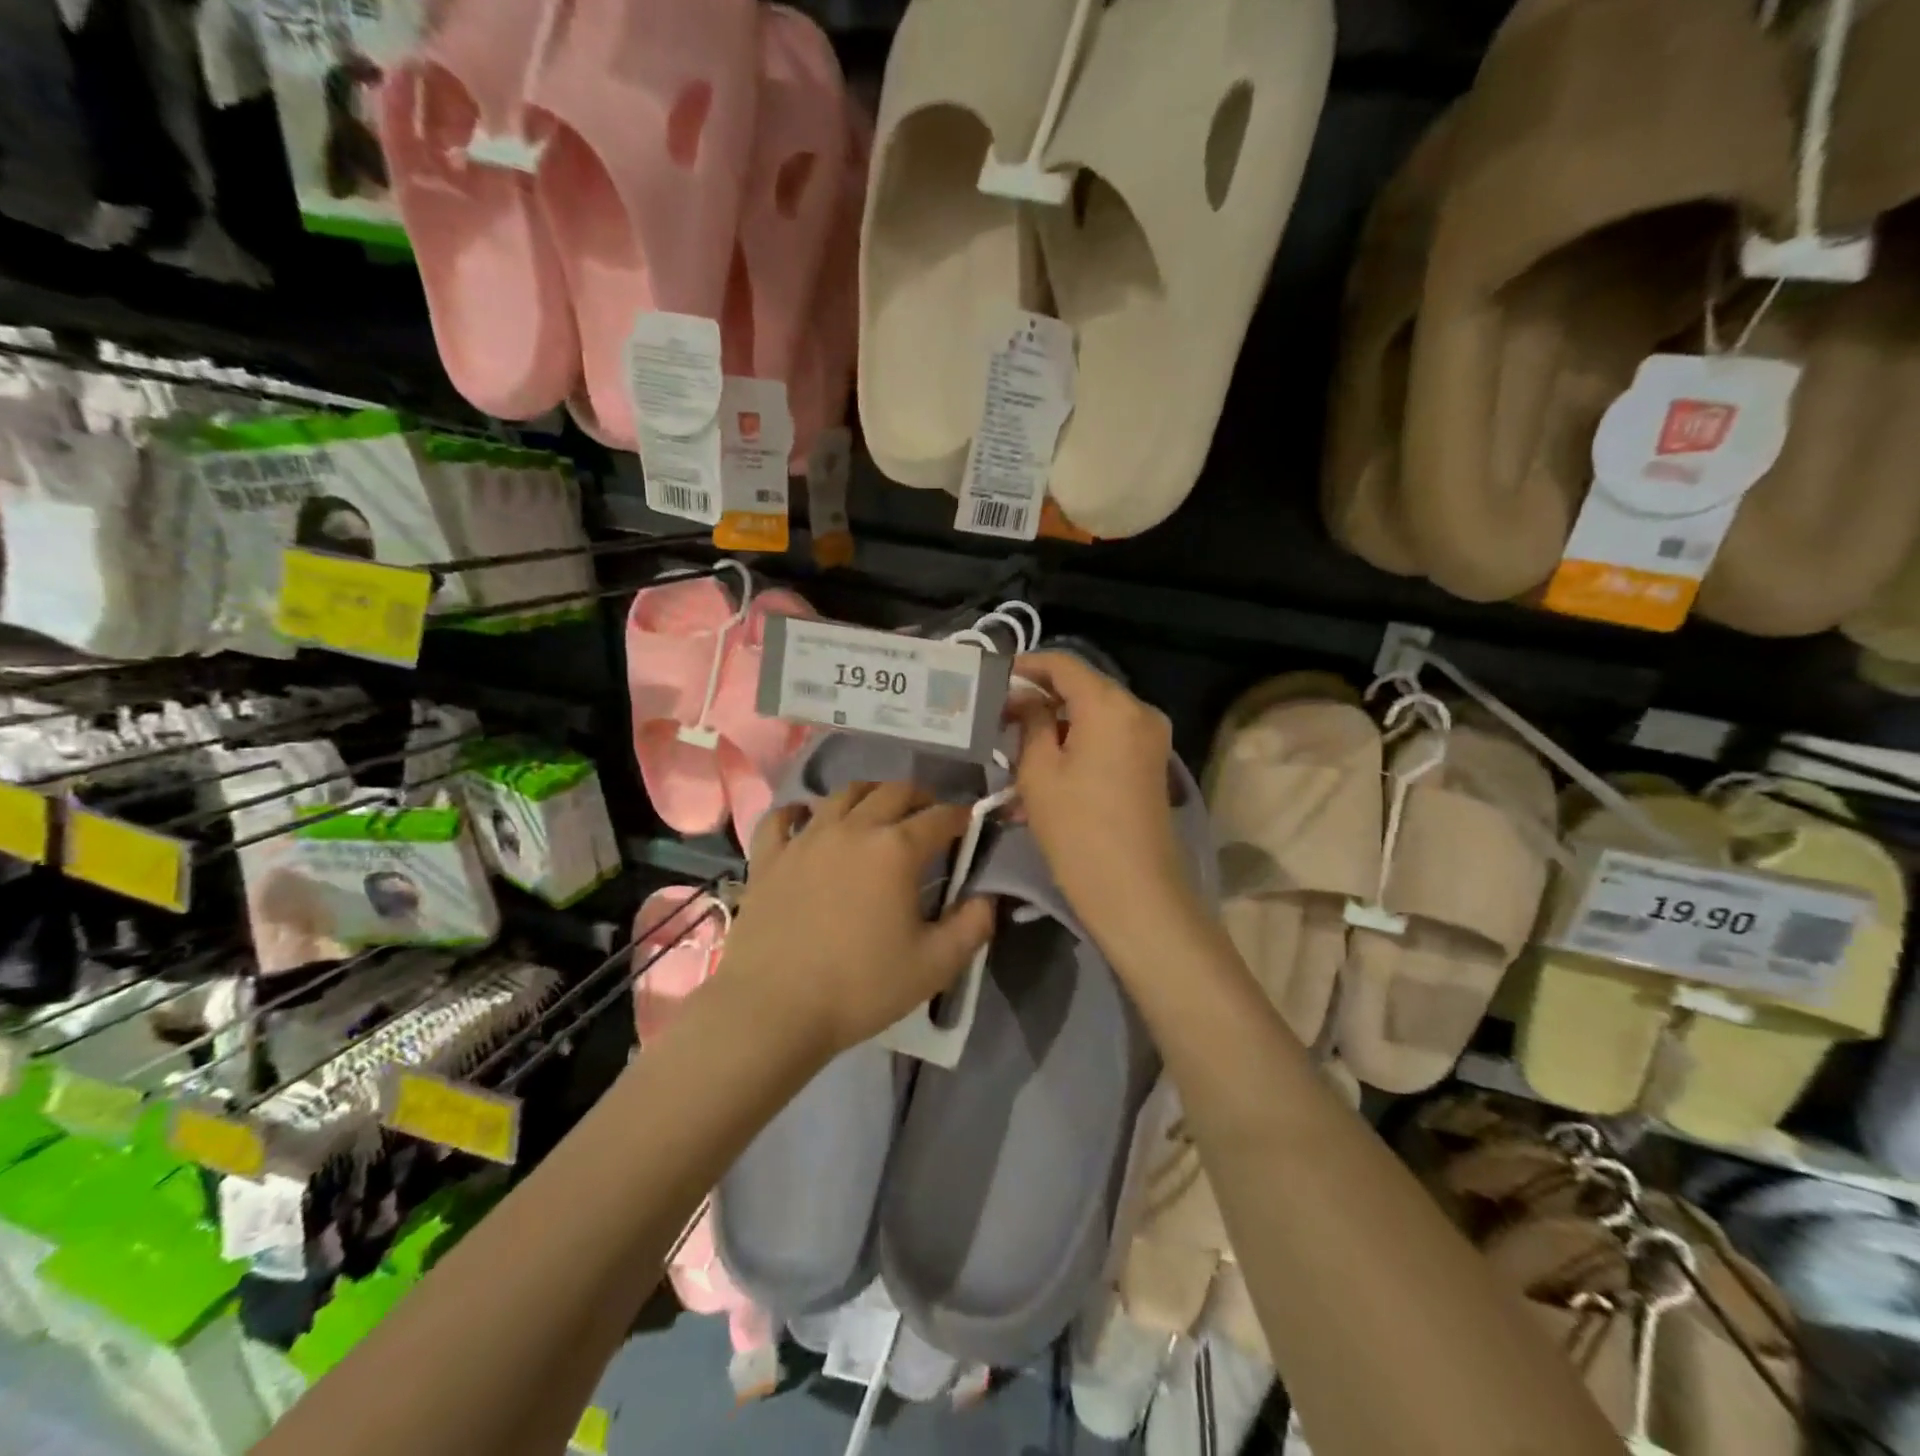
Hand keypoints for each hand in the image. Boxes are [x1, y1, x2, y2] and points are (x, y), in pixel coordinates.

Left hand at [721, 782, 995, 1057]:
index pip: (940, 817)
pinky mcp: (769, 856)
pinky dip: (800, 812)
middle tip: (928, 816)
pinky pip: (782, 817)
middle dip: (920, 797)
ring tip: (877, 812)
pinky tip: (807, 820)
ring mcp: (806, 838)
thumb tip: (987, 898)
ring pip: (843, 794)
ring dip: (869, 795)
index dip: (961, 817)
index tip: (970, 826)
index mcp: (896, 849)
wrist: (773, 1009)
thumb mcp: (934, 966)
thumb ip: (971, 927)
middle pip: (894, 791)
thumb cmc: (861, 988)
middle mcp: (853, 828)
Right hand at [1009, 653, 1203, 945]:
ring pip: (1093, 718)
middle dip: (1040, 699)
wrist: (1134, 891)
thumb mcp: (1039, 771)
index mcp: (1110, 704)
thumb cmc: (1077, 827)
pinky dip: (1076, 748)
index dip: (1027, 665)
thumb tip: (1025, 699)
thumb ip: (1031, 722)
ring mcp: (1150, 739)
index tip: (994, 677)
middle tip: (1000, 718)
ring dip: (1055, 729)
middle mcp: (1138, 710)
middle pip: (1082, 689)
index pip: (1063, 664)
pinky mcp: (1151, 765)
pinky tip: (1044, 776)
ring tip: (1015, 753)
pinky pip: (1108, 741)